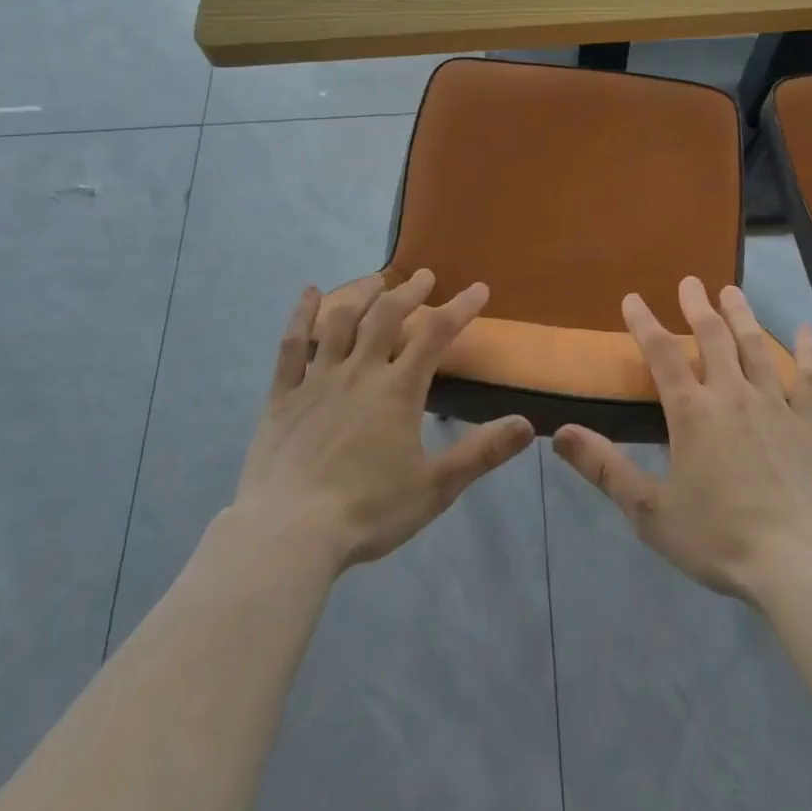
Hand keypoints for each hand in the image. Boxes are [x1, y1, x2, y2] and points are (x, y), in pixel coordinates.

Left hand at [232, 271, 535, 571]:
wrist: (289, 534)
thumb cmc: (368, 511)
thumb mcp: (435, 487)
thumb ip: (482, 453)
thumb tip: (528, 424)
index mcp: (398, 390)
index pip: (437, 335)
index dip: (460, 307)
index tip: (479, 288)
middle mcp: (360, 372)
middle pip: (387, 317)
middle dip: (410, 292)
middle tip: (424, 276)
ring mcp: (318, 380)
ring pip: (341, 322)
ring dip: (362, 294)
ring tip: (376, 279)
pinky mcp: (283, 396)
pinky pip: (292, 346)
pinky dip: (300, 316)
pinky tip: (307, 295)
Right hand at [552, 277, 811, 605]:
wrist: (800, 566)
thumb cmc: (719, 539)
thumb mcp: (650, 511)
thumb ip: (605, 468)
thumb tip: (559, 434)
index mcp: (692, 412)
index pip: (662, 354)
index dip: (644, 323)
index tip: (633, 298)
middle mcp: (732, 395)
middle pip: (713, 337)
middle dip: (697, 305)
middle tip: (691, 281)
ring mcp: (775, 405)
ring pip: (755, 346)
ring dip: (741, 315)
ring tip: (732, 290)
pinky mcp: (809, 424)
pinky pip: (809, 378)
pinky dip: (808, 351)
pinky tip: (808, 330)